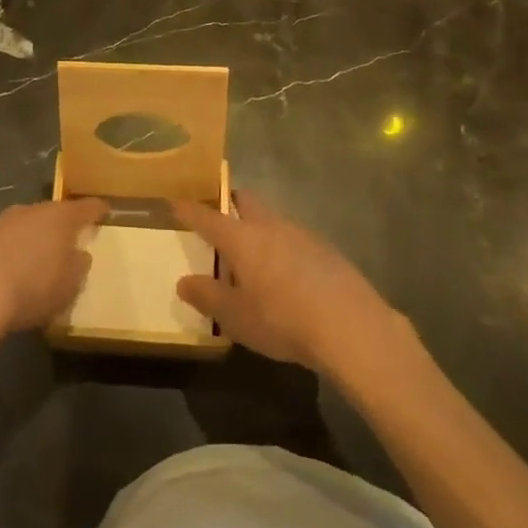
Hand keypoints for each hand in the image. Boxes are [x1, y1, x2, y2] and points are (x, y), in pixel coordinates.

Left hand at [0, 197, 107, 341]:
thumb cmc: (32, 287)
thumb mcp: (69, 285)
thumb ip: (79, 266)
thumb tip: (78, 254)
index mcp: (60, 217)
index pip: (86, 208)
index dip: (97, 210)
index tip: (105, 211)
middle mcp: (32, 210)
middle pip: (54, 214)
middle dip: (62, 227)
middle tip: (71, 242)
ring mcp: (2, 221)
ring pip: (28, 226)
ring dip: (35, 239)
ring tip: (40, 261)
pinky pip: (7, 241)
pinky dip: (13, 252)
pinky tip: (12, 273)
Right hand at [173, 191, 408, 374]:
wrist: (351, 327)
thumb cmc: (282, 319)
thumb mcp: (236, 317)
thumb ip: (208, 297)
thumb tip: (184, 282)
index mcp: (242, 238)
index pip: (208, 217)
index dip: (190, 210)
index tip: (176, 202)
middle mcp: (270, 226)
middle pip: (246, 201)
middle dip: (231, 202)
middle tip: (220, 214)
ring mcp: (302, 234)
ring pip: (273, 218)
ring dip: (260, 226)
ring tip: (254, 250)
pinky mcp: (327, 250)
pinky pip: (296, 238)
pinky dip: (284, 246)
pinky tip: (288, 273)